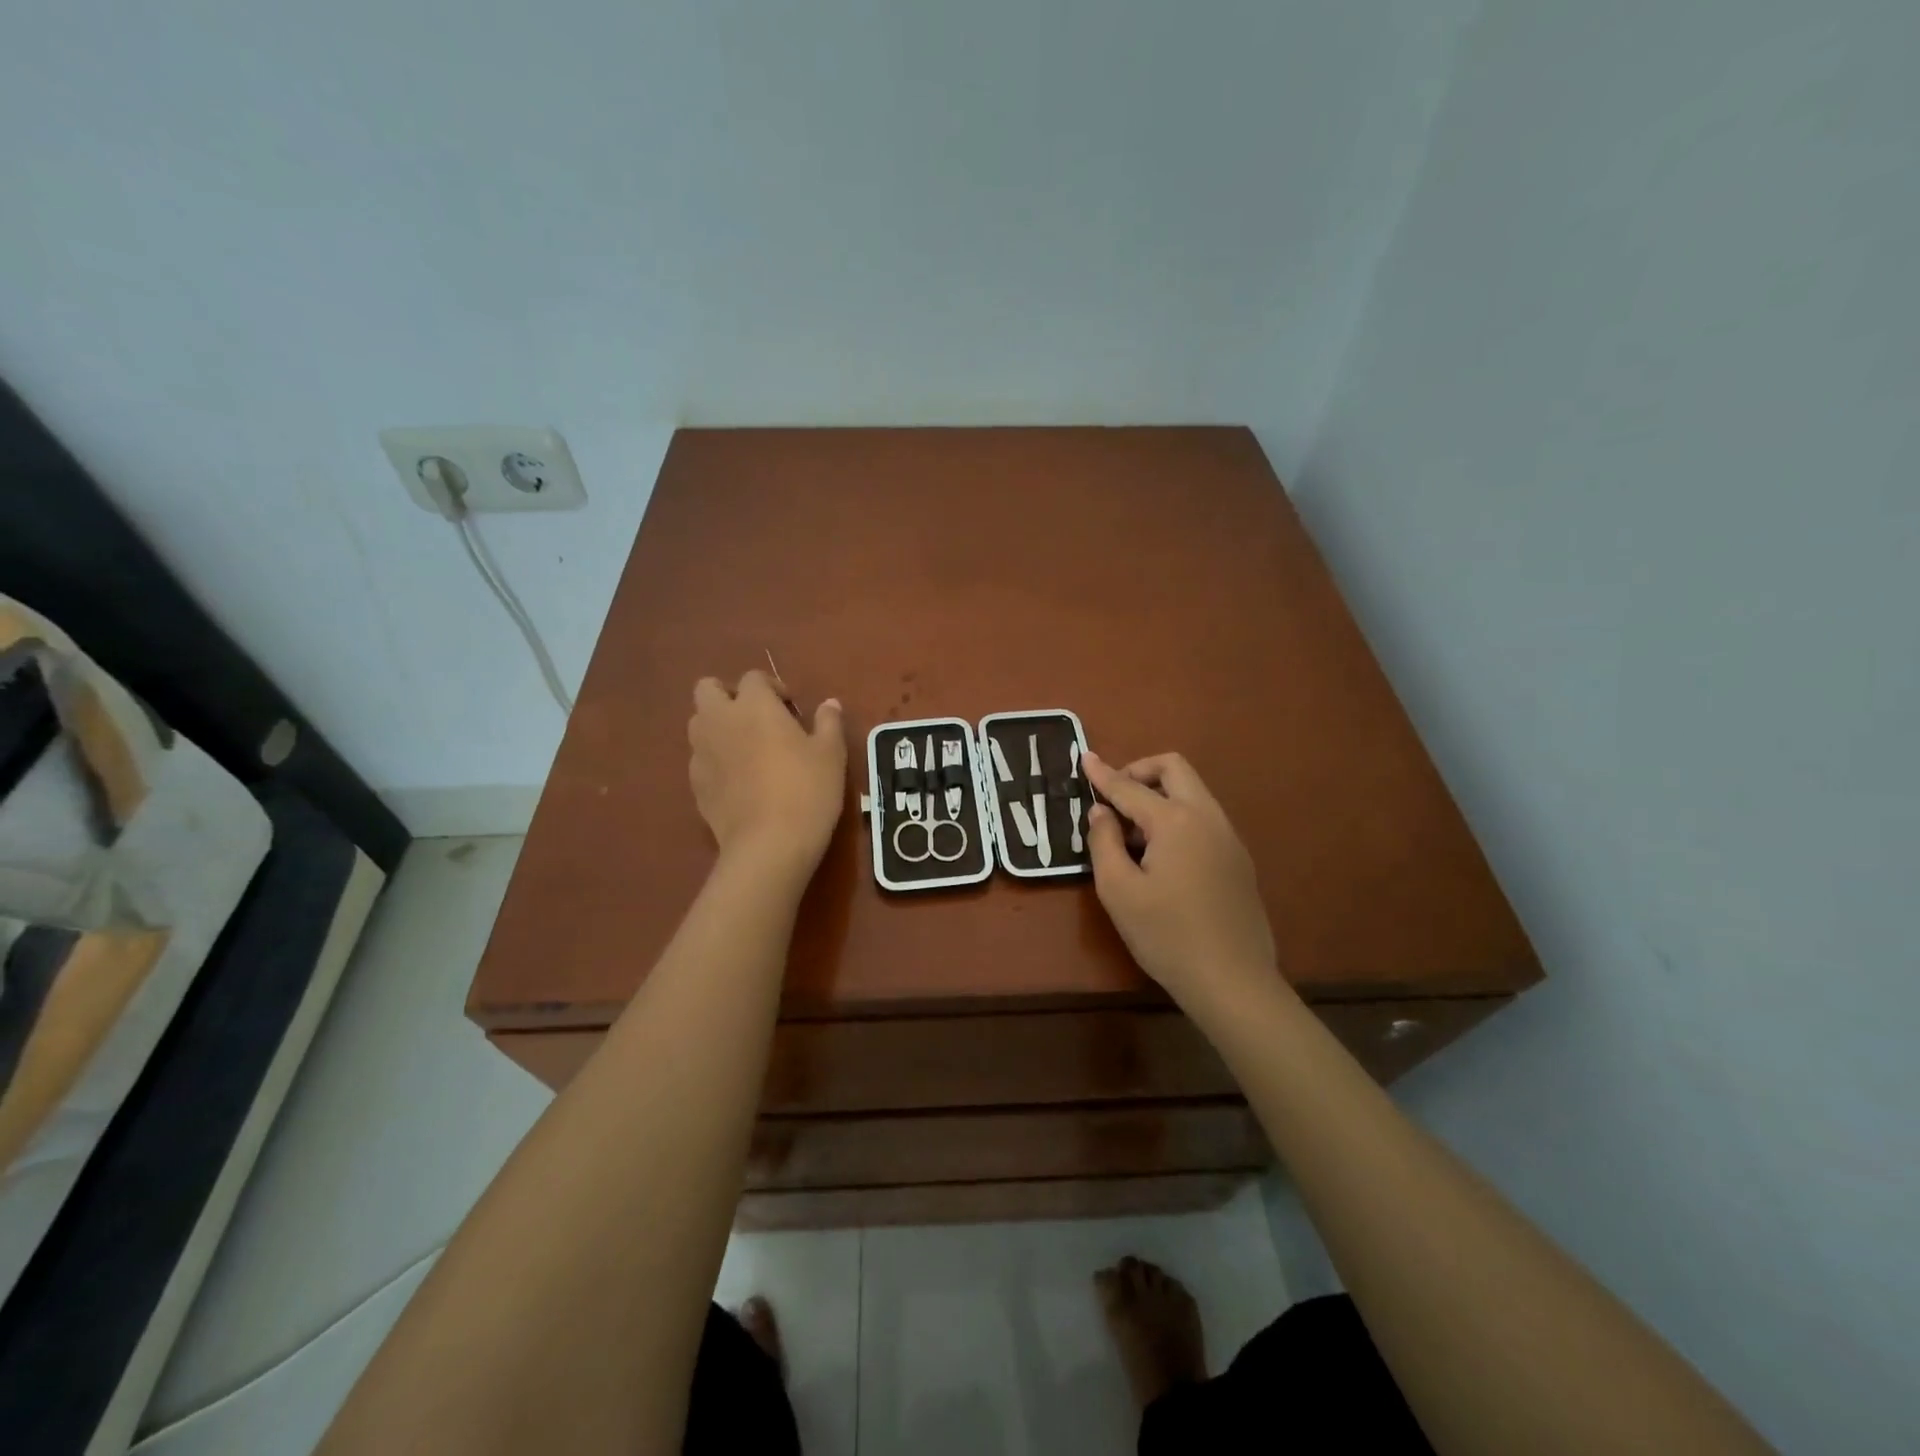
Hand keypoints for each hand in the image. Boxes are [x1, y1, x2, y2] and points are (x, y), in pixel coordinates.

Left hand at [688, 670, 845, 873]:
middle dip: (728, 695)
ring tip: (746, 748)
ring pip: (698, 723)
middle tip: (756, 717)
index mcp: (754, 705)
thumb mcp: (830, 754)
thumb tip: (829, 704)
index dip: (772, 687)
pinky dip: (715, 760)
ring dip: (718, 726)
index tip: (790, 707)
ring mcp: (701, 753)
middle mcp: (720, 720)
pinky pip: (701, 759)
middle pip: (708, 689)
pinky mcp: (695, 784)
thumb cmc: (807, 789)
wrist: (769, 844)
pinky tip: (739, 782)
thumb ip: (828, 722)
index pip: (753, 678)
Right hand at [1082, 751, 1277, 1010]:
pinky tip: (1160, 856)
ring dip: (1160, 795)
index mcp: (1175, 820)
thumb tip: (1101, 812)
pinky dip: (1177, 817)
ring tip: (1132, 834)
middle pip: (1174, 769)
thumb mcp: (1118, 890)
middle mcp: (1207, 817)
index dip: (1103, 773)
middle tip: (1113, 796)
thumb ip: (1103, 842)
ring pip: (1192, 792)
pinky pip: (1203, 818)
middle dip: (1140, 771)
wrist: (1232, 981)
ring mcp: (1228, 837)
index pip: (1130, 787)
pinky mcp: (1238, 859)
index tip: (1084, 757)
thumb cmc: (1166, 936)